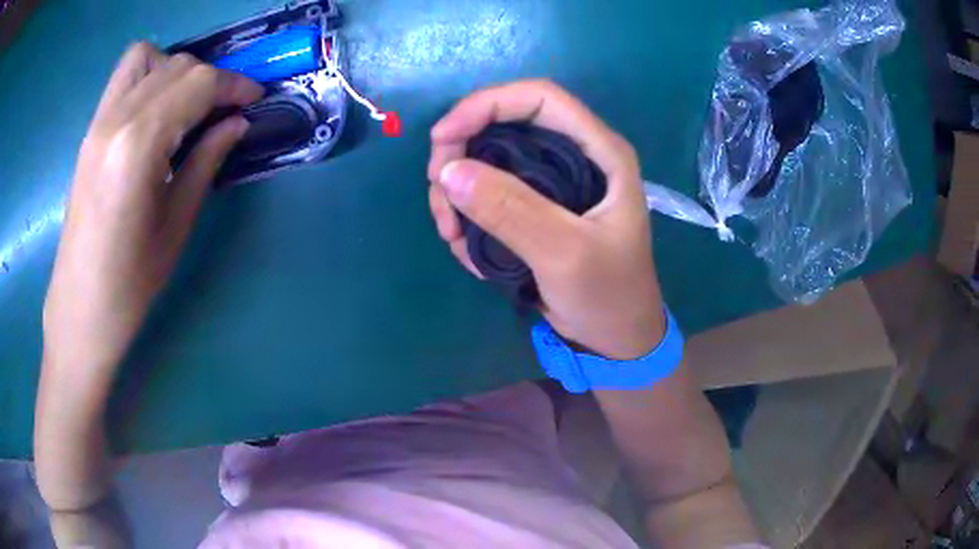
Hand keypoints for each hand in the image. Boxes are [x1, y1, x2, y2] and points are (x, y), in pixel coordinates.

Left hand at [42, 43, 263, 372]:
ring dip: (175, 70)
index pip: (197, 83)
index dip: (233, 85)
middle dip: (210, 78)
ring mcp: (98, 122)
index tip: (254, 99)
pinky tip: (156, 113)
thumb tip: (236, 122)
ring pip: (146, 58)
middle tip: (224, 111)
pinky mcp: (90, 131)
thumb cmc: (131, 281)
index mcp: (139, 144)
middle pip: (176, 66)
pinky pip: (124, 78)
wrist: (81, 307)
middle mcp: (116, 118)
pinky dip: (149, 77)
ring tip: (185, 105)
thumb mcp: (177, 222)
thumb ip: (207, 160)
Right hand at [427, 80, 663, 359]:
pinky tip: (470, 251)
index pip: (538, 98)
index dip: (485, 105)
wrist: (615, 339)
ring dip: (458, 193)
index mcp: (599, 151)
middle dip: (460, 155)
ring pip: (489, 161)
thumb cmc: (608, 296)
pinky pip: (488, 194)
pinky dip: (469, 217)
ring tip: (453, 236)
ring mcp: (552, 182)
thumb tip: (450, 171)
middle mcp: (575, 156)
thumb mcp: (565, 254)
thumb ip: (512, 211)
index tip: (441, 140)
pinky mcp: (535, 207)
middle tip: (440, 201)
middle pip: (503, 125)